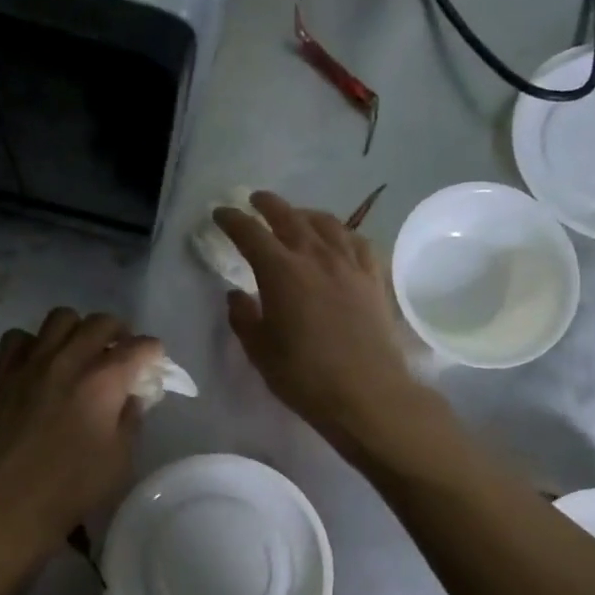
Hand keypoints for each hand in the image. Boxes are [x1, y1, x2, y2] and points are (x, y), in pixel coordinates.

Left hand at [0, 309, 161, 564]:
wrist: (9, 504)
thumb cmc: (72, 487)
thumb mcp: (120, 459)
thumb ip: (131, 418)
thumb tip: (131, 395)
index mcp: (103, 381)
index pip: (139, 347)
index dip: (153, 352)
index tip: (154, 362)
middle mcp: (68, 360)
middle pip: (101, 323)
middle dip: (120, 332)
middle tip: (121, 353)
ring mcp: (31, 363)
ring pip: (60, 318)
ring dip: (77, 330)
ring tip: (79, 351)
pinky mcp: (2, 374)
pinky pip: (17, 338)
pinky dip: (33, 343)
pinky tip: (38, 363)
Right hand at [214, 191, 427, 450]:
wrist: (367, 393)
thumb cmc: (304, 376)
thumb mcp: (260, 350)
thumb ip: (243, 318)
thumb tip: (237, 295)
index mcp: (280, 271)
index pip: (250, 233)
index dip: (232, 220)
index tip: (220, 214)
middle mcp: (315, 256)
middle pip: (289, 217)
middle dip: (268, 205)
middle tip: (255, 201)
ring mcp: (349, 264)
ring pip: (326, 224)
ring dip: (305, 214)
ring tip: (296, 216)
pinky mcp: (373, 278)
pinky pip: (357, 242)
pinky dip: (341, 233)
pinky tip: (338, 239)